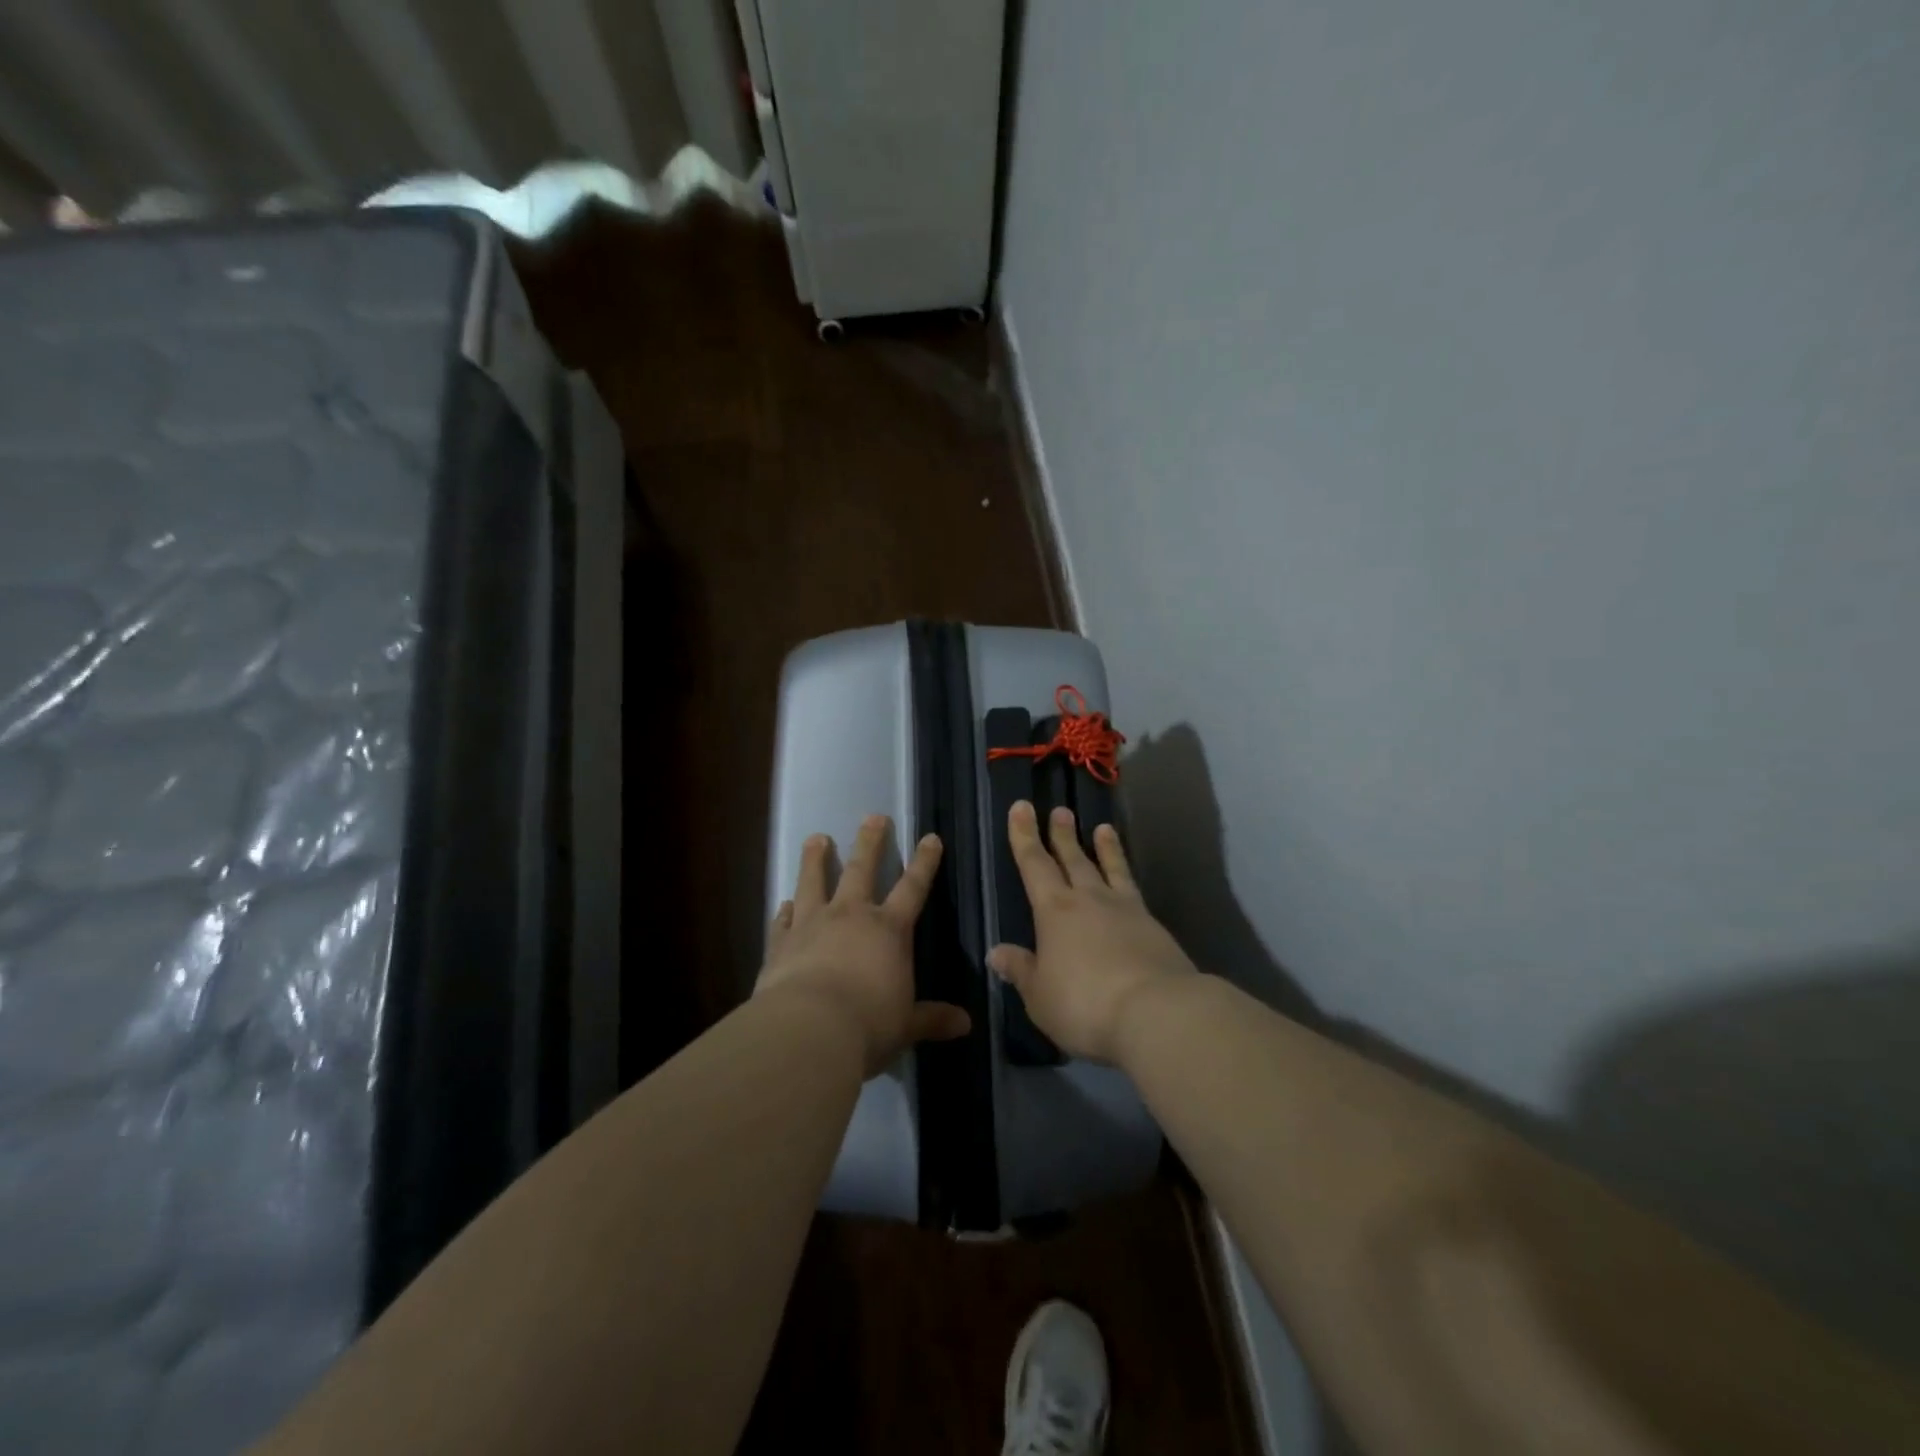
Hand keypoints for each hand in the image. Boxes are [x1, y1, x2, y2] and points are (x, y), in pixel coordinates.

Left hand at [757, 815, 971, 1076]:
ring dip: (816, 859)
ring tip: (816, 839)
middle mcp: (851, 916)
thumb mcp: (906, 1024)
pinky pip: (782, 920)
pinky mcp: (780, 943)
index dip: (924, 862)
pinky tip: (782, 903)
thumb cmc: (868, 1025)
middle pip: (862, 869)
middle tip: (873, 816)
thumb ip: (932, 1019)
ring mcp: (811, 925)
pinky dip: (784, 910)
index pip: (913, 887)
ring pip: (814, 882)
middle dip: (870, 842)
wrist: (807, 1031)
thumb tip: (966, 1024)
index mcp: (889, 930)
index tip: (930, 838)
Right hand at [986, 801, 1196, 1063]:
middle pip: (1073, 859)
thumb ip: (1021, 970)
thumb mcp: (1040, 996)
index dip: (1024, 836)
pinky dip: (1128, 879)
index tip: (1021, 807)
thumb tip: (996, 952)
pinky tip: (1130, 885)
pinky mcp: (1155, 928)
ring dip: (1105, 848)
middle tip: (1059, 810)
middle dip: (1062, 835)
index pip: (1034, 865)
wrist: (1157, 1012)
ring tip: (1103, 828)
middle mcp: (1090, 900)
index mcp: (1055, 911)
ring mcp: (1126, 911)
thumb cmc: (1085, 1004)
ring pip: (1111, 869)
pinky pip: (1135, 891)